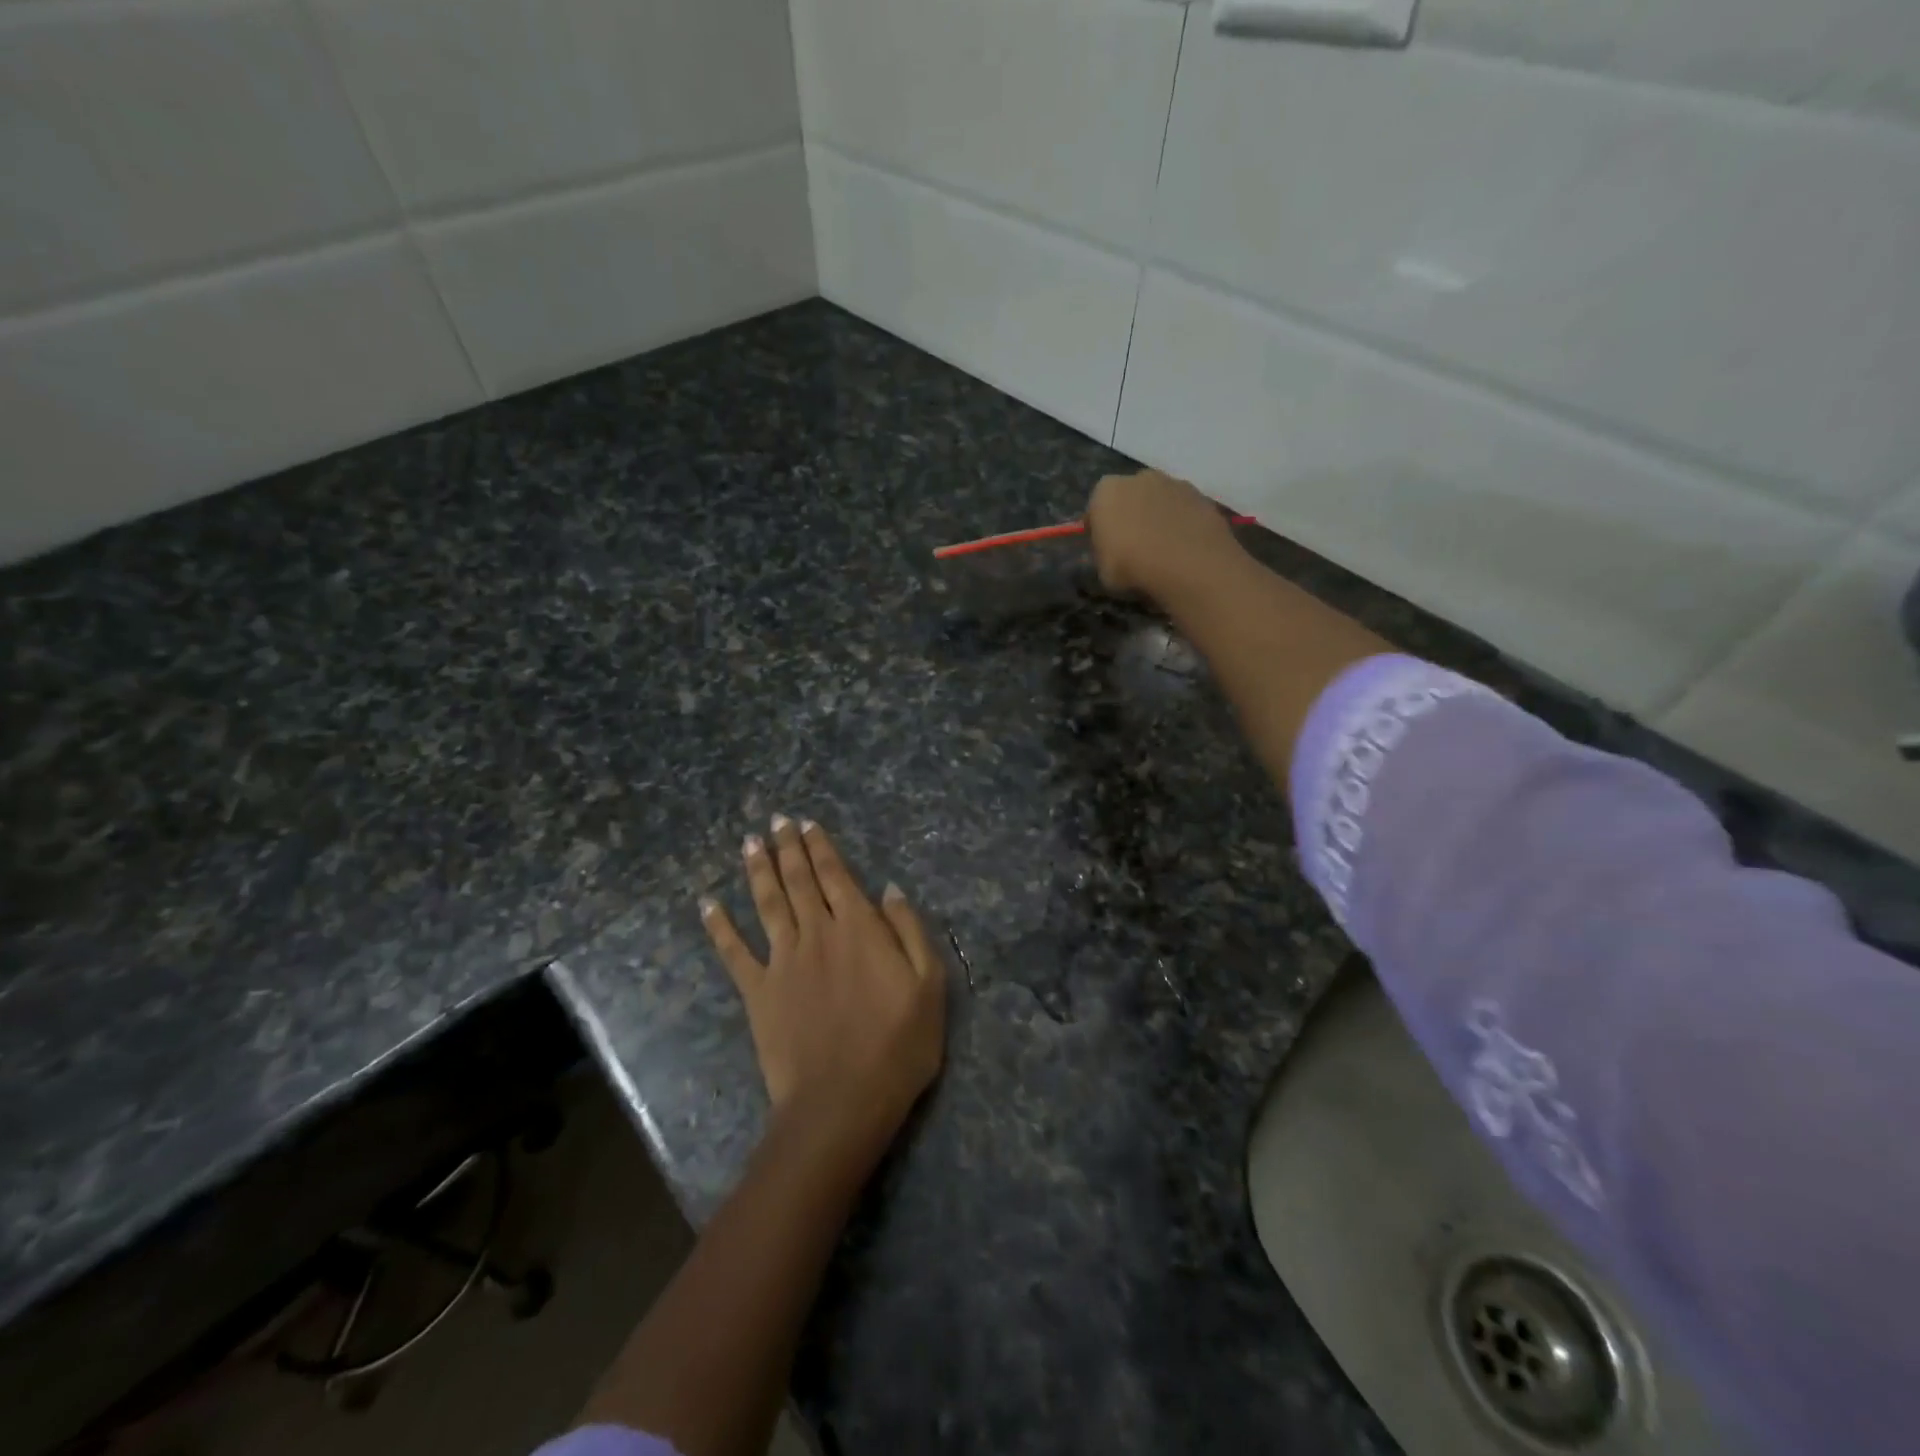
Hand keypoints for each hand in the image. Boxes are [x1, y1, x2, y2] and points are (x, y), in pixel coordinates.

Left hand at [701, 817, 945, 1153]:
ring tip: (749, 843)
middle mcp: (817, 933)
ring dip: (758, 871)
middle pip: (799, 880)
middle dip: (788, 847)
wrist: (842, 1102)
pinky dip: (719, 927)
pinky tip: (707, 904)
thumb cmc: (897, 1046)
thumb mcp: (929, 985)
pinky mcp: (758, 992)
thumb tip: (889, 889)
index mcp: (859, 928)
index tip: (807, 823)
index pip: (836, 875)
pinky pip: (733, 953)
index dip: (821, 847)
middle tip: (776, 821)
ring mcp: (782, 961)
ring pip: (767, 903)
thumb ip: (909, 931)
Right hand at [1086, 468, 1242, 599]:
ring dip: (1158, 518)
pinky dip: (1182, 524)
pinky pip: (1183, 511)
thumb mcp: (1102, 571)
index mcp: (1106, 491)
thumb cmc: (1133, 566)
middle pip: (1129, 497)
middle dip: (1130, 516)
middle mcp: (1139, 478)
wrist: (1189, 565)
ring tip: (1163, 550)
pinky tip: (1183, 549)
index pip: (1095, 508)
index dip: (1099, 529)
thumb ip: (1102, 554)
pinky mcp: (1202, 496)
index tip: (1104, 549)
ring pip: (1159, 501)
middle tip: (1134, 547)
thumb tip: (1108, 551)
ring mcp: (1174, 483)